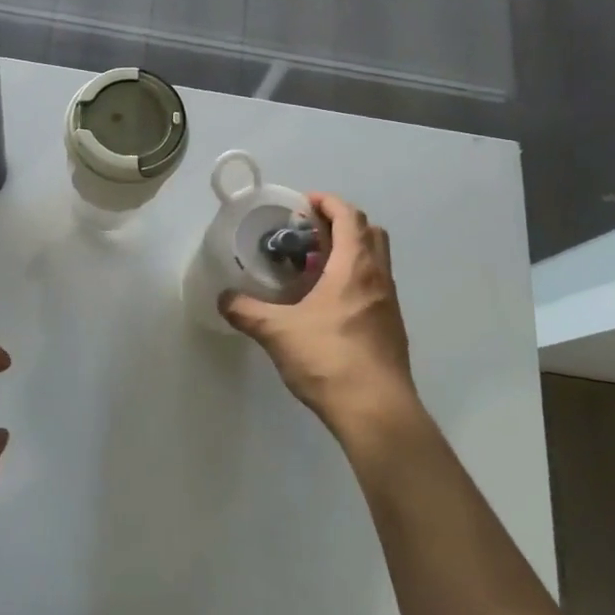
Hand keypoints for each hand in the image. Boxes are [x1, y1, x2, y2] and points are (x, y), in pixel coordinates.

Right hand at [220, 194, 423, 447]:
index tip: (305, 203)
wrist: (376, 411)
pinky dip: (354, 280)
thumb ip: (247, 312)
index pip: (349, 216)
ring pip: (375, 261)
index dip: (328, 203)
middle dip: (342, 224)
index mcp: (355, 266)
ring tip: (315, 267)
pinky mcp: (391, 328)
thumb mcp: (278, 333)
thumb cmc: (329, 359)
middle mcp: (378, 277)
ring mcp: (389, 304)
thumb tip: (223, 298)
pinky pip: (375, 287)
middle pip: (370, 232)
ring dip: (350, 253)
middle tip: (310, 233)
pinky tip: (328, 304)